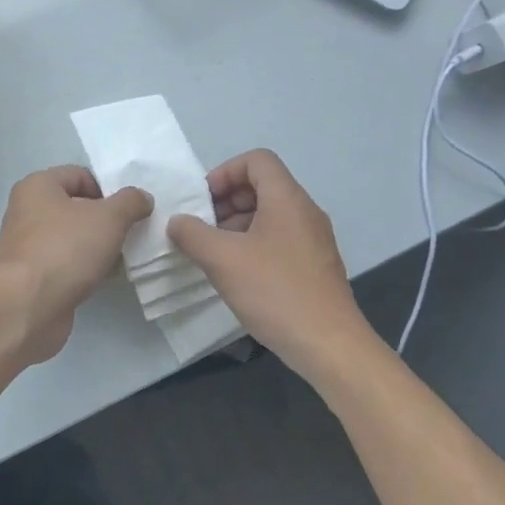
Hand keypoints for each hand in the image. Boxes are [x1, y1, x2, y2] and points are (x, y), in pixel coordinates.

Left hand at [0, 165, 151, 363]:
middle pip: (74, 207)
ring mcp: (24, 245)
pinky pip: (63, 262)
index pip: (80, 176)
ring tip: (119, 258)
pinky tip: (101, 277)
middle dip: (104, 220)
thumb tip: (141, 198)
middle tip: (127, 235)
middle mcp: (25, 210)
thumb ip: (130, 202)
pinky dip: (82, 267)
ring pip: (70, 237)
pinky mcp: (29, 275)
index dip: (108, 190)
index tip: (127, 213)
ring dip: (95, 246)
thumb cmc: (67, 249)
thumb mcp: (110, 218)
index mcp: (37, 186)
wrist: (31, 305)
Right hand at [167, 149, 374, 378]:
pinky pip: (279, 238)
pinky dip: (253, 244)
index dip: (224, 172)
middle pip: (263, 186)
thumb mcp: (222, 260)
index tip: (202, 201)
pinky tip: (236, 274)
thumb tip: (177, 221)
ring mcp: (313, 239)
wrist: (327, 343)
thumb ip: (192, 234)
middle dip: (226, 201)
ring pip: (270, 214)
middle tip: (201, 228)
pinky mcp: (314, 265)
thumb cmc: (274, 292)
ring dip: (237, 225)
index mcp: (287, 199)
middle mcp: (305, 212)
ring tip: (213, 253)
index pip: (257, 160)